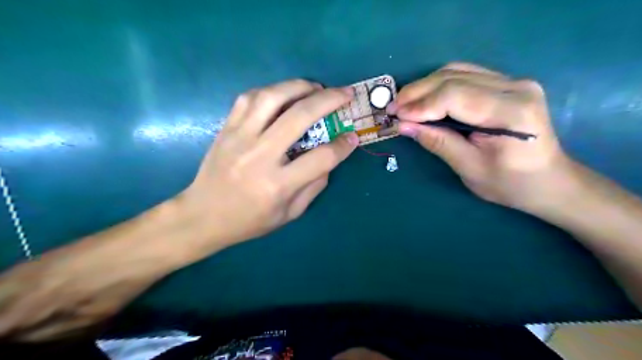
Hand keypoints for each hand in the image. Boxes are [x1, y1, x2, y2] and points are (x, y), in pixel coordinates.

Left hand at [0, 80, 355, 341]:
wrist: (202, 215)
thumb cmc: (249, 220)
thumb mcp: (289, 214)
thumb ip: (314, 185)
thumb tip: (331, 157)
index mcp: (278, 184)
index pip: (321, 157)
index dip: (343, 145)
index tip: (353, 136)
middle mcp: (260, 155)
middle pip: (300, 116)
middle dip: (329, 100)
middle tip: (345, 93)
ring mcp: (240, 138)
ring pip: (272, 97)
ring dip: (299, 86)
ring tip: (316, 88)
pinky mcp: (226, 128)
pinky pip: (249, 98)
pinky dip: (272, 90)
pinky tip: (284, 94)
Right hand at [392, 63, 576, 212]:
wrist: (548, 181)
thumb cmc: (510, 184)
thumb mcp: (470, 168)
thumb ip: (438, 142)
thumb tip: (403, 126)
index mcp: (511, 111)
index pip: (455, 96)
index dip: (421, 105)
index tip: (395, 116)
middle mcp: (515, 86)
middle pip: (454, 78)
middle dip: (417, 92)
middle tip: (392, 107)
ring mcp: (513, 81)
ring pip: (456, 71)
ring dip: (425, 86)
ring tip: (404, 103)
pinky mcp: (506, 84)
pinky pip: (464, 75)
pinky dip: (438, 85)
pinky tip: (424, 98)